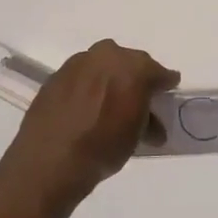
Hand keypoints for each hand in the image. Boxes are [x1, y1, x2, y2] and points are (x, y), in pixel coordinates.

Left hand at [0, 40, 178, 206]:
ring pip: (102, 65)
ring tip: (109, 102)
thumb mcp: (136, 135)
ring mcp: (77, 64)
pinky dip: (87, 86)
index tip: (167, 91)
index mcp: (133, 67)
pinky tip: (86, 106)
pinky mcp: (55, 76)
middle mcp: (105, 56)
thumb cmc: (103, 147)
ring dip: (109, 79)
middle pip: (129, 62)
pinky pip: (81, 76)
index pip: (157, 72)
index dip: (164, 83)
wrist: (50, 160)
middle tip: (138, 97)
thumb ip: (148, 120)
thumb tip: (152, 123)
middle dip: (136, 77)